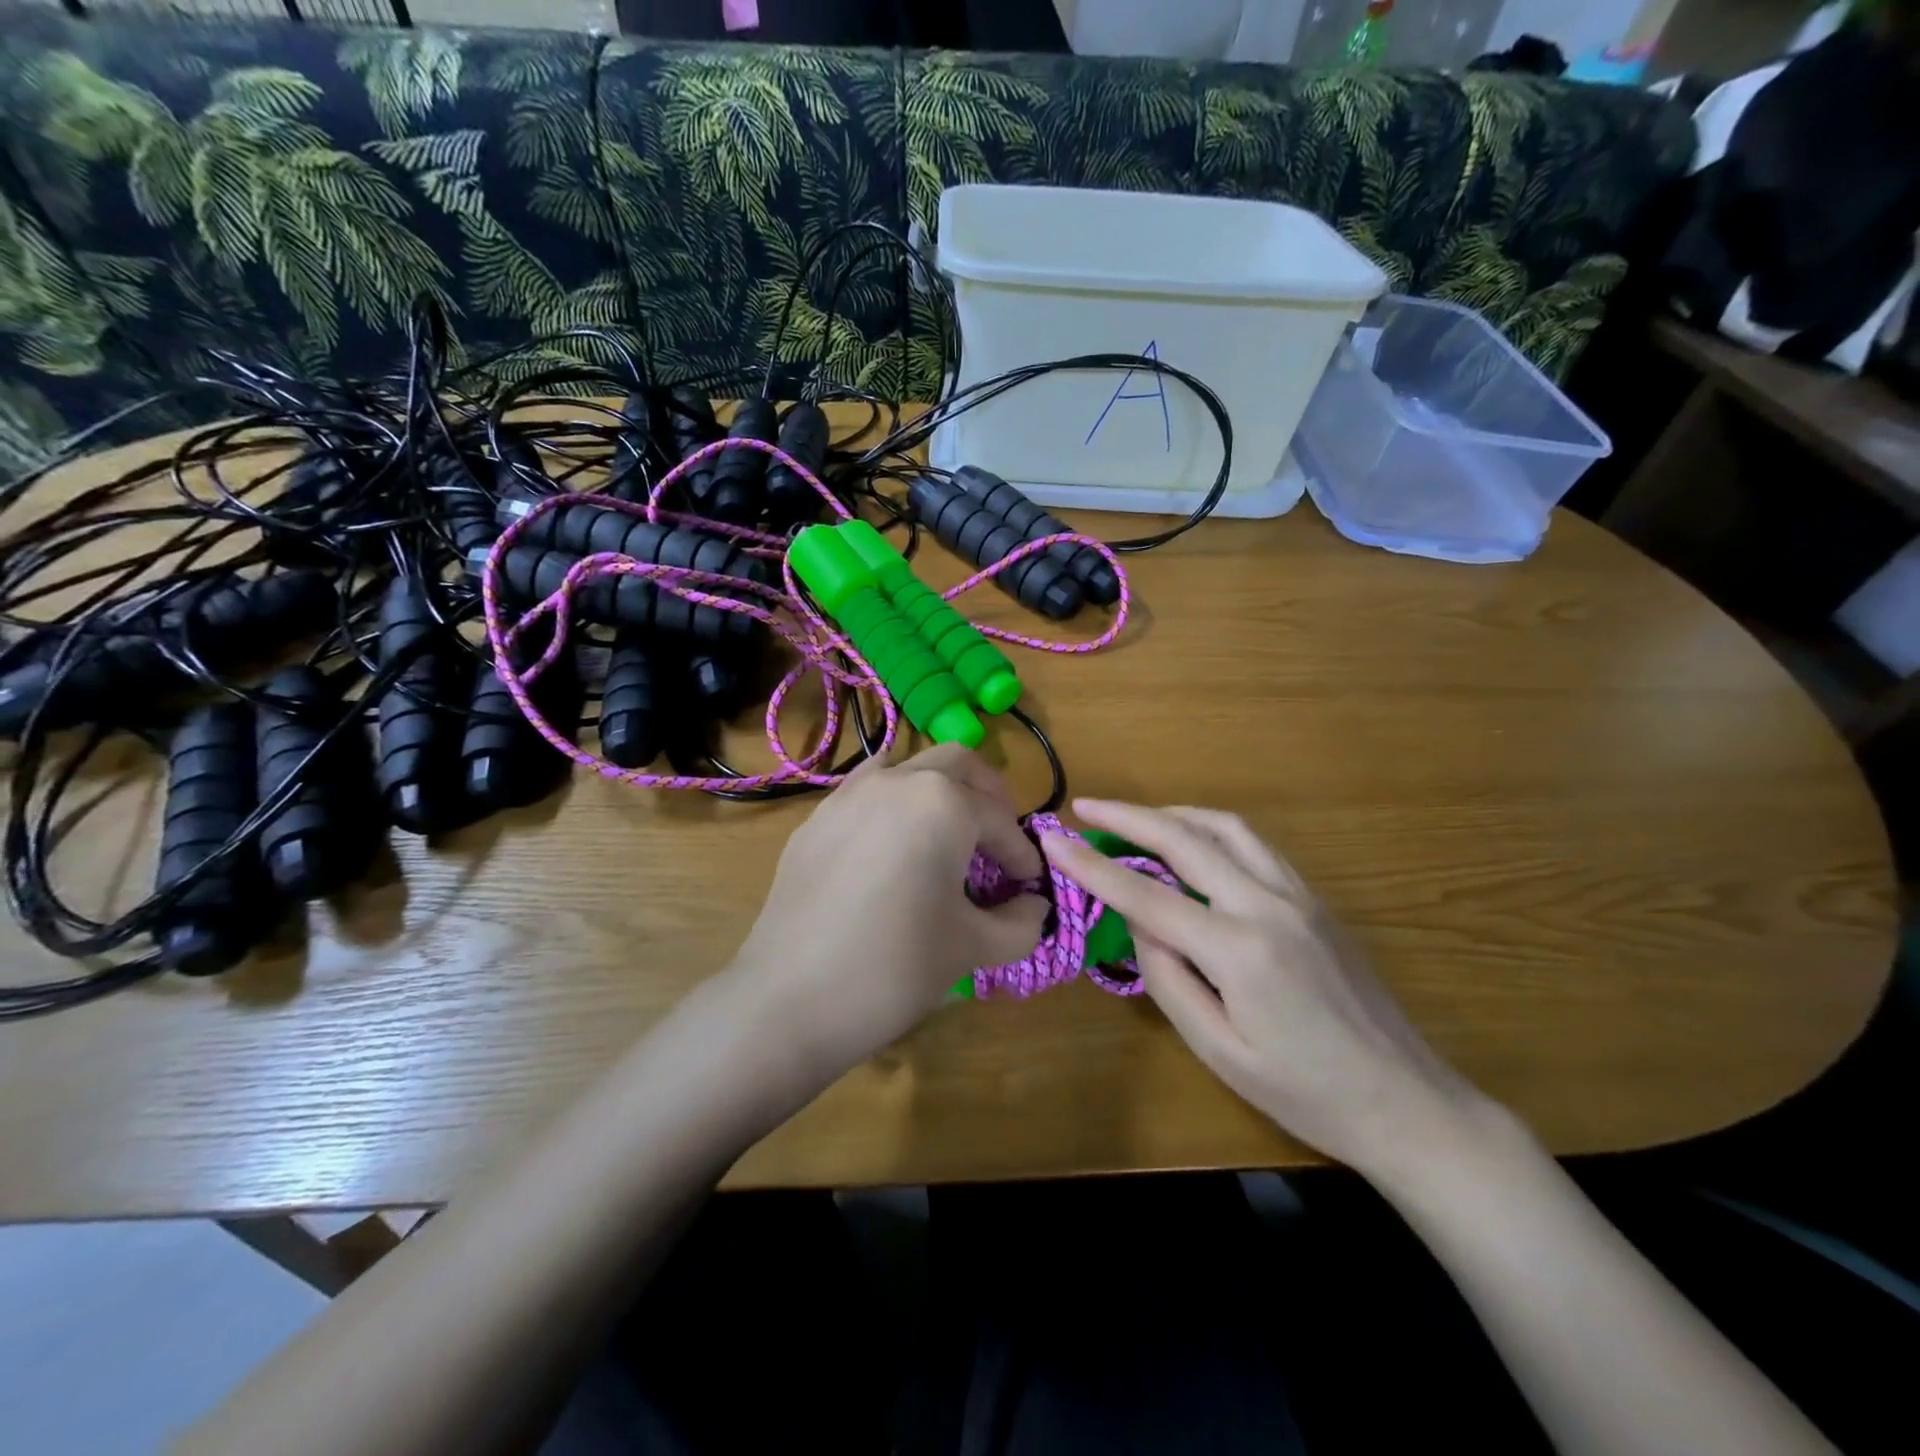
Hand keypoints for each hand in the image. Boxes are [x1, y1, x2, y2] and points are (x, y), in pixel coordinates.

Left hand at [728, 745, 1047, 1078]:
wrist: (789, 999)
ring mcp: (848, 795)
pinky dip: (895, 804)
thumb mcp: (973, 947)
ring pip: (908, 767)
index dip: (1022, 855)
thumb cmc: (895, 967)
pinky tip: (893, 848)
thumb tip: (1034, 905)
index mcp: (943, 802)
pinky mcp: (816, 819)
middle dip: (988, 797)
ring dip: (940, 789)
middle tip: (999, 839)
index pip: (1000, 821)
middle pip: (959, 764)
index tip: (1029, 887)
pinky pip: (867, 792)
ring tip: (949, 833)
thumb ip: (1021, 922)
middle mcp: (896, 780)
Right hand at [1041, 799, 1491, 1178]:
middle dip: (1129, 816)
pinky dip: (1210, 829)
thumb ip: (1168, 979)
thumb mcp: (1218, 1051)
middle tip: (1085, 806)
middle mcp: (1268, 905)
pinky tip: (1192, 843)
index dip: (1091, 865)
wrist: (1409, 1102)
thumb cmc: (1306, 1093)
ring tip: (1135, 817)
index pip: (1146, 894)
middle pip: (1186, 839)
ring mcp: (1299, 895)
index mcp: (1239, 949)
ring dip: (1174, 813)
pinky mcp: (1315, 899)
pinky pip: (1254, 845)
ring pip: (1226, 827)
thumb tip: (1140, 925)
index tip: (1054, 839)